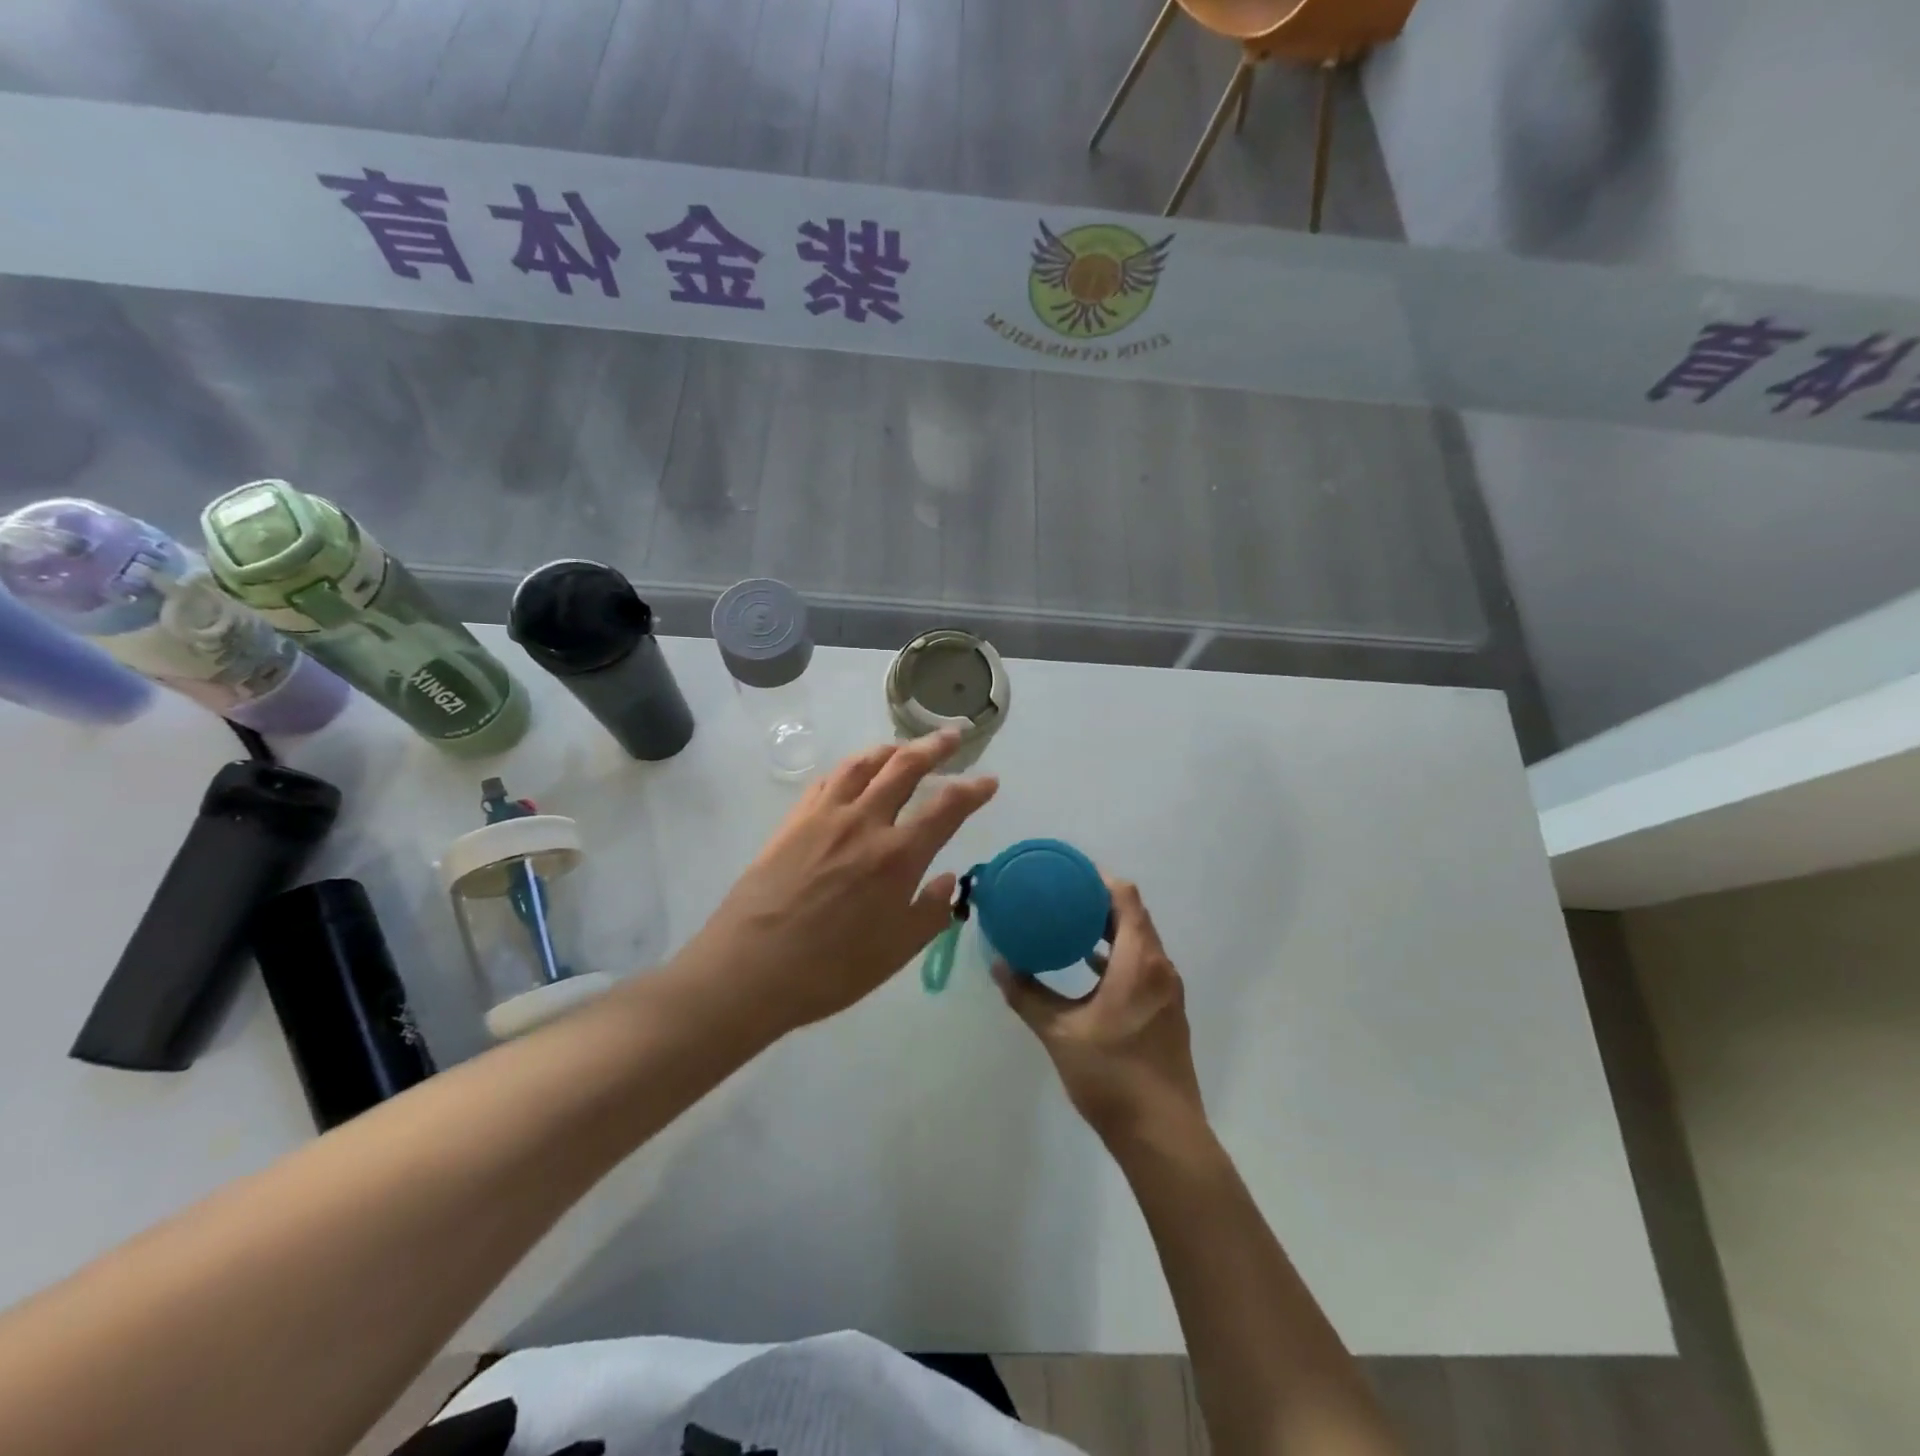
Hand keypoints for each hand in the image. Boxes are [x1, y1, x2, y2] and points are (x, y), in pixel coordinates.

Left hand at [684, 730, 997, 1034]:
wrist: (749, 968)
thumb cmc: (829, 970)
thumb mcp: (895, 953)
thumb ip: (930, 912)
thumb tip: (948, 879)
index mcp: (897, 857)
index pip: (947, 808)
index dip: (973, 790)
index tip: (988, 781)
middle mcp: (865, 823)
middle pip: (905, 768)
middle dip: (934, 747)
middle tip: (952, 736)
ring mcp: (825, 817)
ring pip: (863, 764)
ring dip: (890, 749)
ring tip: (904, 747)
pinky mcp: (793, 821)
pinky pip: (827, 780)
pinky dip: (850, 767)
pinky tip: (853, 772)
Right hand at [994, 877, 1204, 1147]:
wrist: (1162, 1135)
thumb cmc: (1111, 1076)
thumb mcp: (1059, 1032)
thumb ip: (1027, 994)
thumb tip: (998, 964)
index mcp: (1138, 961)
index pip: (1125, 898)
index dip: (1098, 879)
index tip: (1067, 873)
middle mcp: (1160, 966)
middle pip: (1133, 916)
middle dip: (1098, 901)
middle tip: (1060, 895)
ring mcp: (1168, 990)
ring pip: (1139, 942)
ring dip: (1108, 929)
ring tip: (1069, 925)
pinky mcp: (1167, 1011)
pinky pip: (1143, 965)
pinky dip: (1117, 956)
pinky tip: (1088, 968)